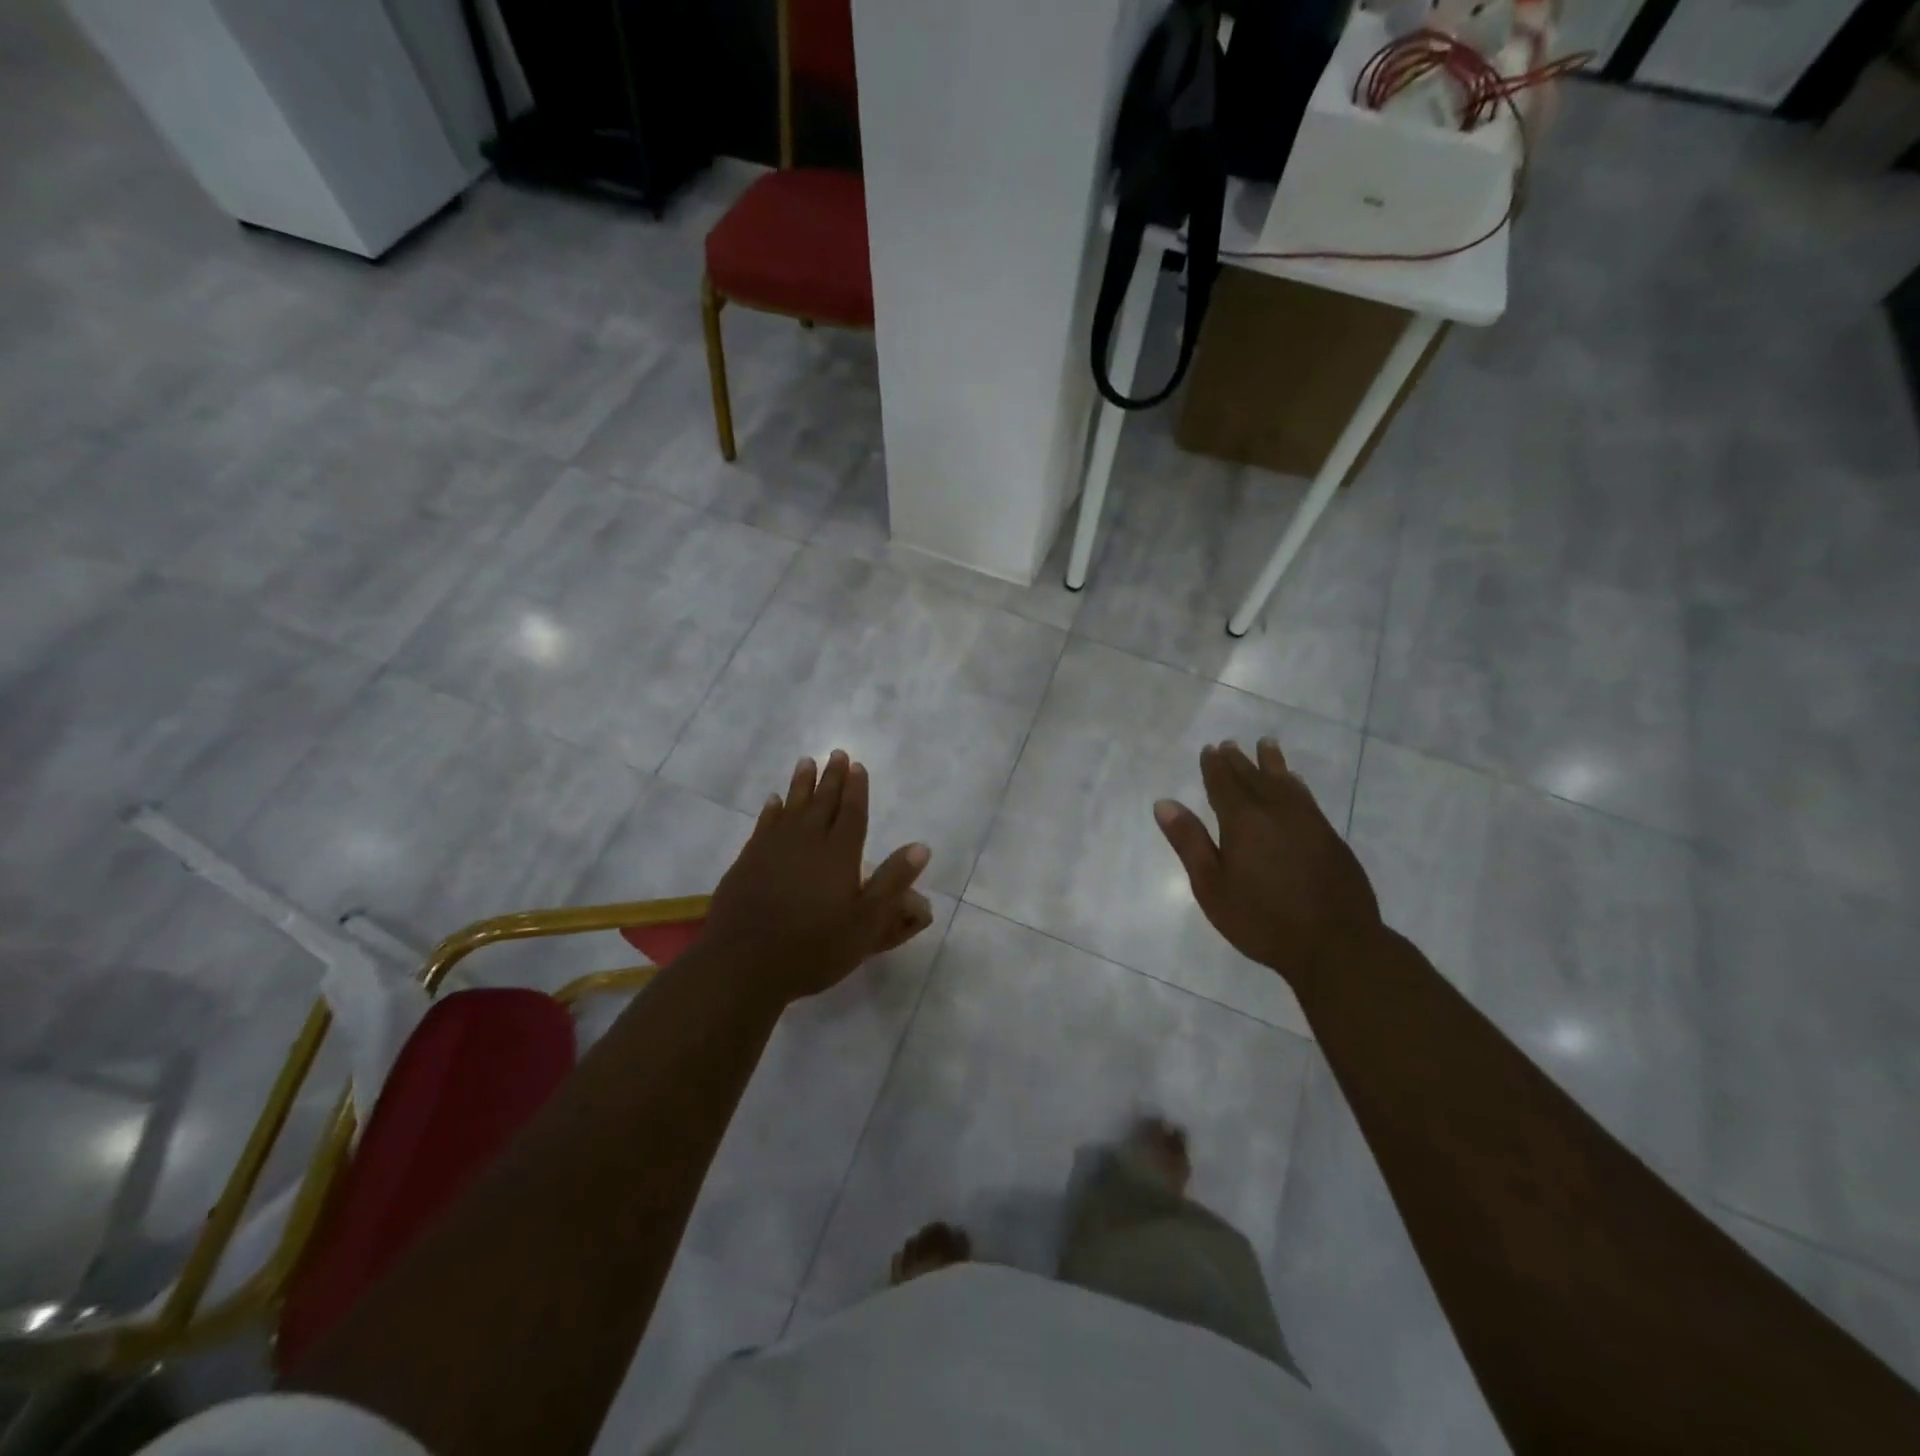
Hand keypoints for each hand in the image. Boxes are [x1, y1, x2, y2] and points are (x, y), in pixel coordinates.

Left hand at [700, 750, 933, 1003]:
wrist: (744, 964)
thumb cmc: (814, 948)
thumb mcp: (866, 924)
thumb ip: (892, 883)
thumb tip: (921, 847)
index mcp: (839, 855)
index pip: (852, 813)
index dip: (857, 789)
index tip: (857, 766)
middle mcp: (807, 842)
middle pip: (822, 802)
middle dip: (832, 777)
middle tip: (836, 753)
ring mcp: (773, 849)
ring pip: (792, 806)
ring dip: (800, 784)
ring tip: (806, 762)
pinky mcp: (748, 861)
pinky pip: (764, 824)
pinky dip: (771, 810)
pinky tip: (773, 801)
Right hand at [1154, 738, 1380, 989]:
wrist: (1336, 944)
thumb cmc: (1263, 920)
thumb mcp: (1212, 887)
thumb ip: (1190, 842)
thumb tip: (1164, 803)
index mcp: (1243, 821)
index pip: (1224, 783)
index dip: (1214, 766)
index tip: (1209, 750)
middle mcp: (1276, 811)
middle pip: (1254, 777)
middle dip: (1239, 761)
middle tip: (1230, 744)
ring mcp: (1308, 822)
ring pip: (1285, 783)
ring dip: (1272, 763)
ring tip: (1266, 745)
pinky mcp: (1330, 837)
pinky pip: (1307, 798)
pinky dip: (1296, 784)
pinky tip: (1296, 783)